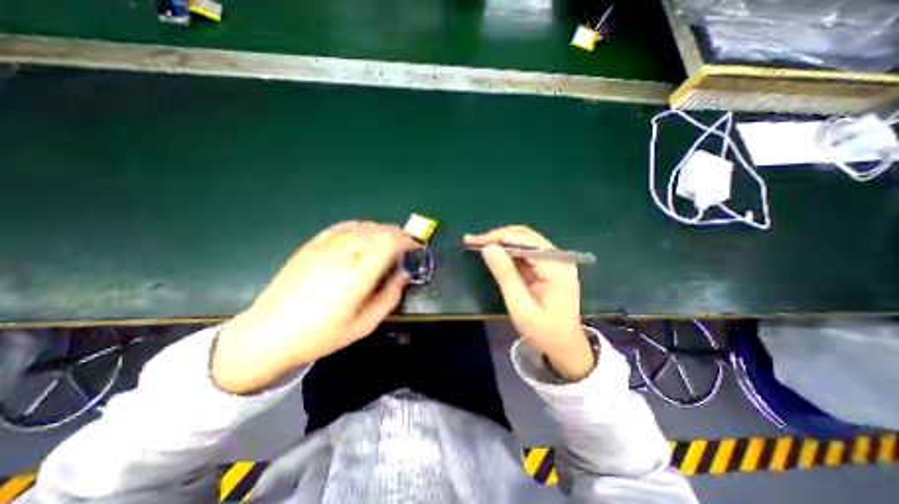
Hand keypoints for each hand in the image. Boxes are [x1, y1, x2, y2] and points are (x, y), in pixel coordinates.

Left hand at [213, 221, 415, 392]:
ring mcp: (325, 246)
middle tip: (407, 244)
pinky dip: (360, 226)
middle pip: (379, 232)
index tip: (417, 247)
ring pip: (363, 227)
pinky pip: (342, 227)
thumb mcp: (365, 325)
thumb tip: (404, 275)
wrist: (269, 334)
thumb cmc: (321, 335)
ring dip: (382, 230)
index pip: (390, 244)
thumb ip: (390, 297)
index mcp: (358, 274)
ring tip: (390, 238)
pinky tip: (366, 232)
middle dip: (398, 235)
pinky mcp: (312, 245)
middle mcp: (343, 254)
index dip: (408, 241)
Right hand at [462, 226, 595, 378]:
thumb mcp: (520, 306)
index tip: (473, 241)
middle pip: (525, 236)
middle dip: (497, 237)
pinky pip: (527, 251)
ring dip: (501, 242)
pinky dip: (509, 251)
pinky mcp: (550, 265)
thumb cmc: (543, 331)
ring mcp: (556, 260)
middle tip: (473, 242)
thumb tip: (488, 248)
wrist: (565, 346)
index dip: (496, 237)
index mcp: (556, 267)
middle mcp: (559, 257)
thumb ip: (505, 275)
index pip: (523, 240)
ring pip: (524, 241)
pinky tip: (495, 254)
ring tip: (479, 245)